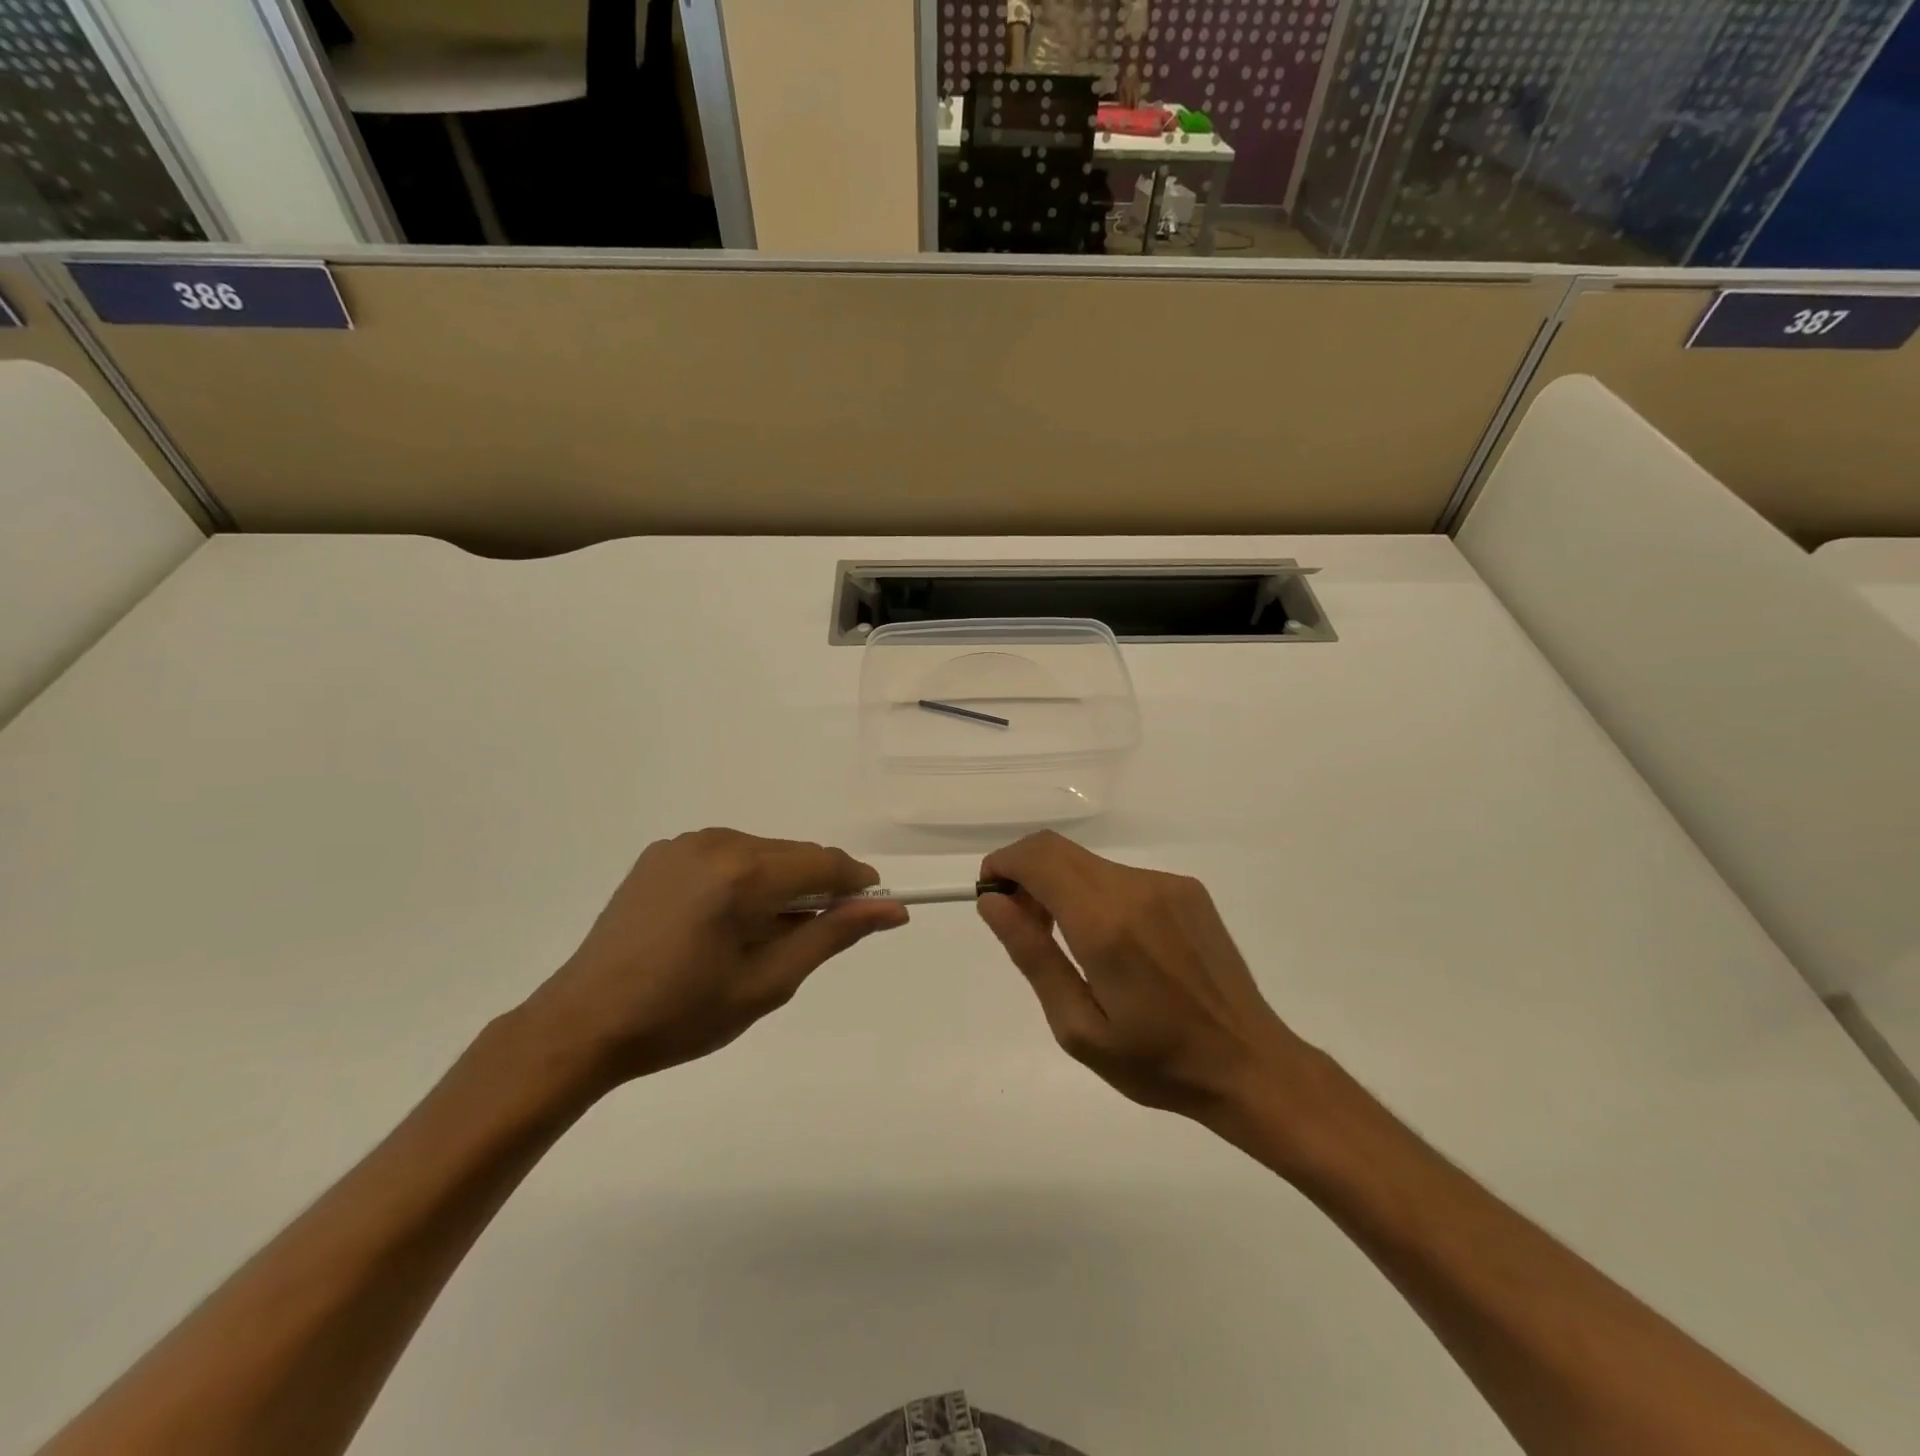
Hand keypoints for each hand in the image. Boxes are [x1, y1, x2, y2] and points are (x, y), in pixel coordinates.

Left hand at [524, 829, 906, 1089]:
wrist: (583, 1023)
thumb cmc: (682, 1014)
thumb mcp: (768, 983)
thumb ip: (832, 935)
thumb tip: (891, 909)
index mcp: (743, 873)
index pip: (825, 863)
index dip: (857, 885)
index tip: (874, 911)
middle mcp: (716, 842)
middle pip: (794, 854)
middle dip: (816, 889)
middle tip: (808, 940)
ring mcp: (684, 843)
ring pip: (762, 853)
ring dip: (779, 885)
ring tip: (758, 938)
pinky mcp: (661, 853)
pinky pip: (726, 855)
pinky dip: (743, 880)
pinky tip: (722, 923)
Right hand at [977, 832, 1304, 1123]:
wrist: (1250, 1064)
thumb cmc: (1156, 1062)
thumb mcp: (1078, 1027)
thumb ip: (1032, 955)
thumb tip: (993, 902)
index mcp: (1105, 923)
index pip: (1038, 858)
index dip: (1003, 864)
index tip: (991, 896)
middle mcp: (1136, 888)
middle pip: (1059, 849)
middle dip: (1026, 874)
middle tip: (1023, 924)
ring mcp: (1167, 884)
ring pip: (1089, 863)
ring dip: (1062, 886)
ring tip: (1068, 942)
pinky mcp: (1188, 890)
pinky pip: (1122, 877)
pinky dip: (1097, 894)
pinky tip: (1113, 943)